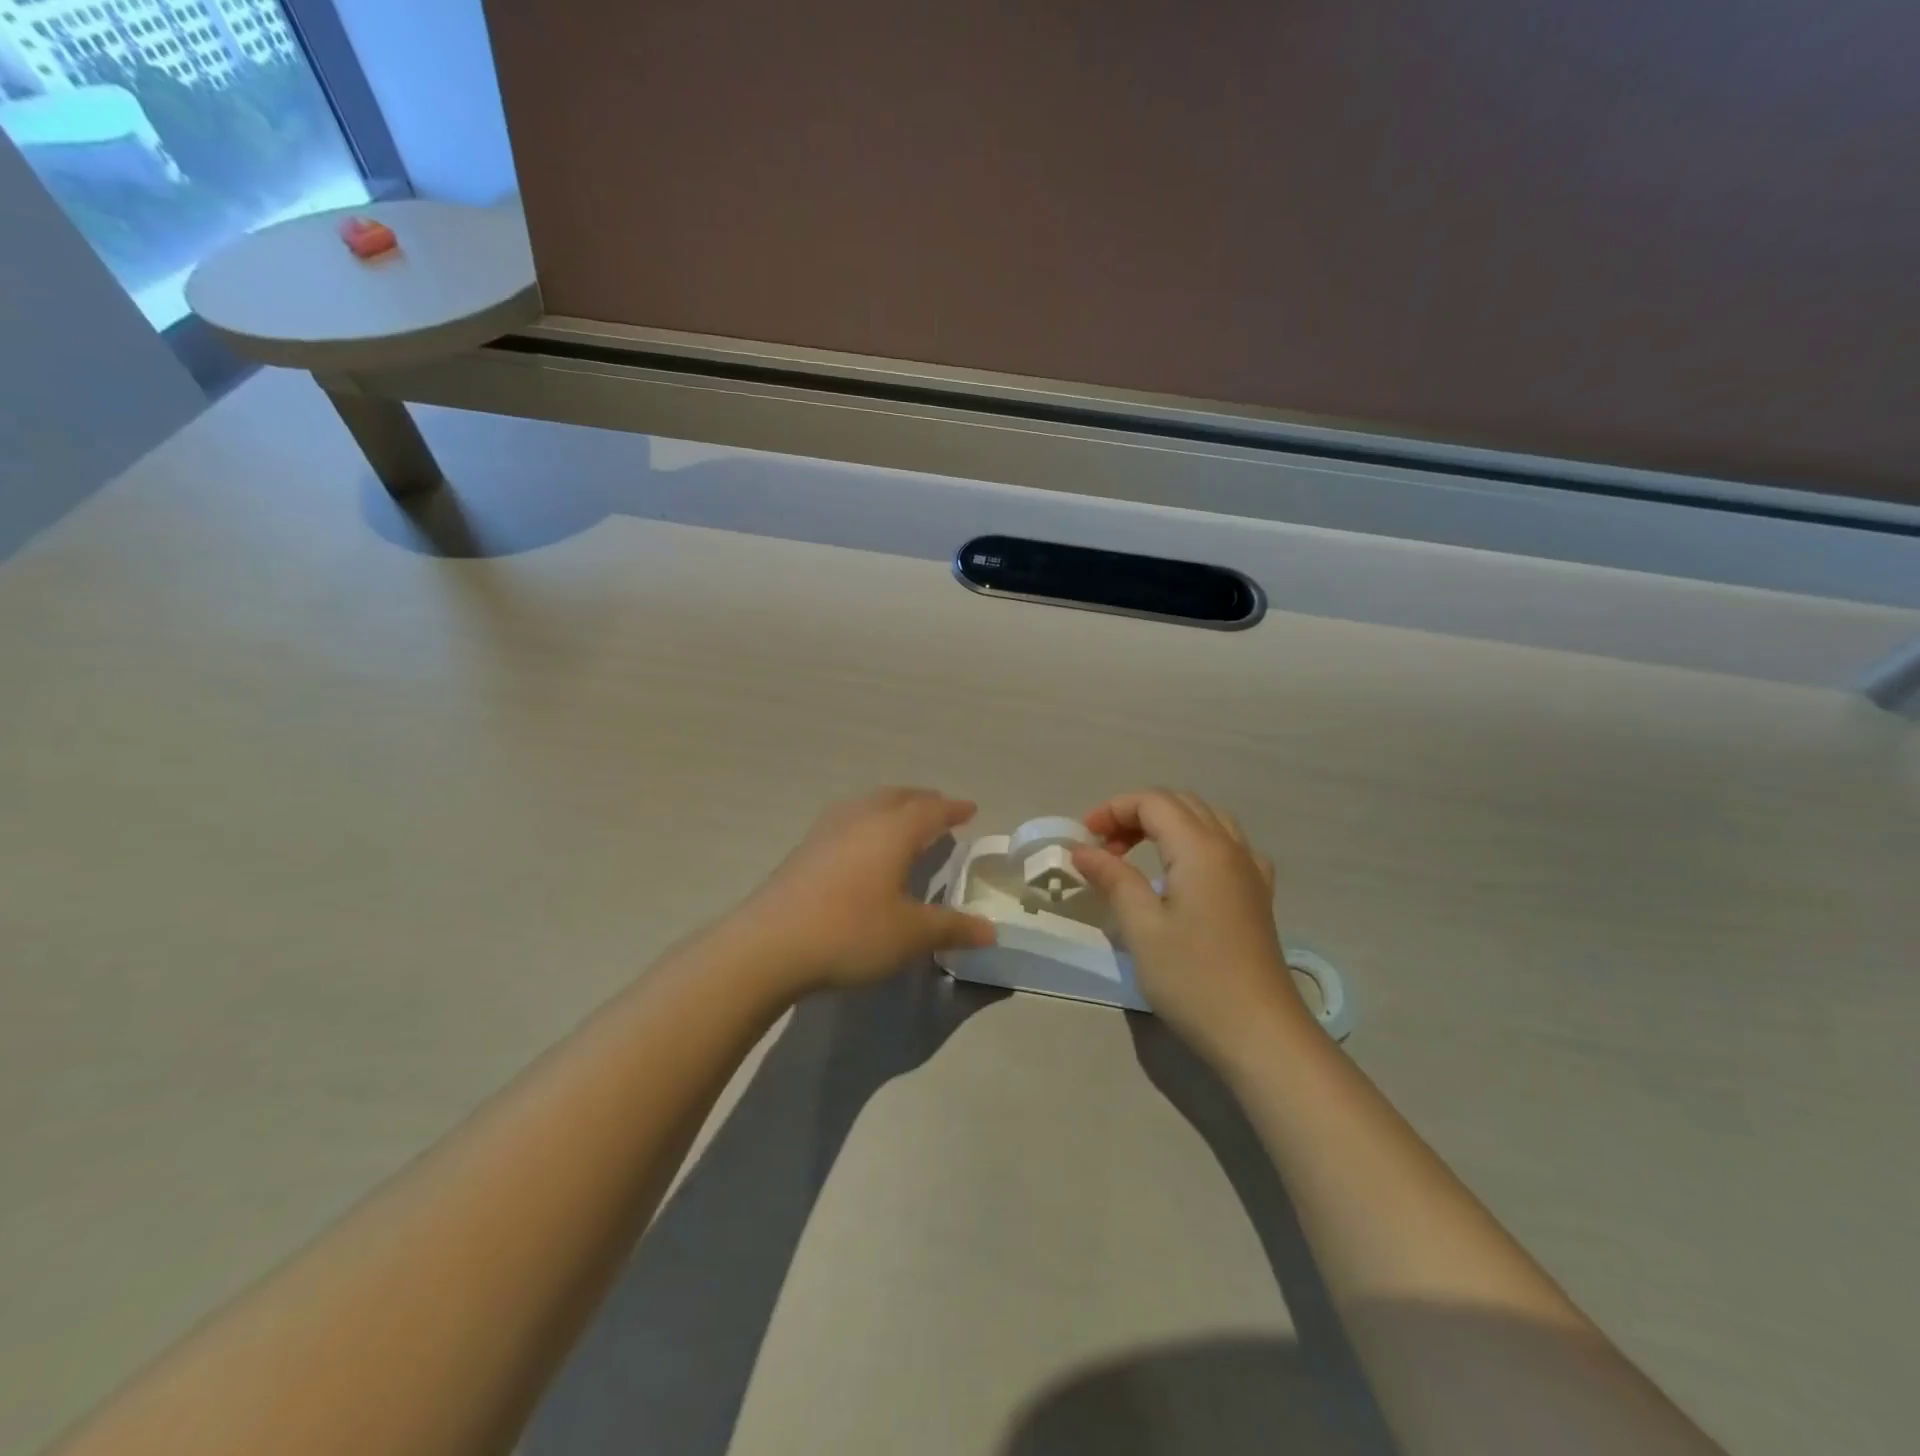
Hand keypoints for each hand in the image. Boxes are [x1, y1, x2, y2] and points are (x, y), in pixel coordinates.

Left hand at [739, 788, 996, 993]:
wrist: (769, 944)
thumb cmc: (851, 931)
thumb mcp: (910, 935)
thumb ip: (952, 928)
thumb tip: (991, 932)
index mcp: (893, 831)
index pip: (931, 810)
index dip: (953, 809)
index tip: (970, 809)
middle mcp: (861, 819)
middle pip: (897, 797)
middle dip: (921, 800)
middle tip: (938, 808)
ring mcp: (827, 831)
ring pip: (867, 804)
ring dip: (890, 806)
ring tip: (901, 819)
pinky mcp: (803, 849)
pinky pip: (846, 820)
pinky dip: (866, 821)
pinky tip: (860, 844)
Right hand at [1071, 790, 1310, 1060]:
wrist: (1261, 1033)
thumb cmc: (1194, 978)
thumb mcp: (1141, 927)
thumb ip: (1113, 878)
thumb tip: (1082, 849)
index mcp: (1200, 848)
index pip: (1153, 802)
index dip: (1113, 810)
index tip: (1084, 839)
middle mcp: (1230, 847)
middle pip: (1180, 804)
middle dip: (1136, 815)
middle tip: (1105, 849)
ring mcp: (1251, 871)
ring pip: (1206, 821)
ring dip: (1166, 826)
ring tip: (1137, 857)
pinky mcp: (1258, 896)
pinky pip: (1227, 846)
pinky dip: (1196, 843)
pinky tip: (1185, 874)